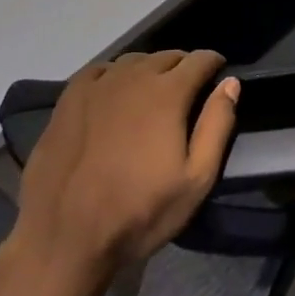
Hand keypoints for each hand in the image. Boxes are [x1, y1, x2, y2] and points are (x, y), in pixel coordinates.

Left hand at [0, 50, 239, 295]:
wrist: (64, 238)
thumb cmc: (138, 212)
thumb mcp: (195, 180)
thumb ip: (217, 125)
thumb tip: (230, 83)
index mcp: (167, 93)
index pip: (200, 59)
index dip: (214, 64)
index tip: (218, 75)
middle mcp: (133, 76)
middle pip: (167, 56)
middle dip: (183, 67)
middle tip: (188, 92)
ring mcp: (98, 85)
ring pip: (134, 61)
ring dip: (150, 70)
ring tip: (152, 94)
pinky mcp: (69, 98)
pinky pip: (100, 71)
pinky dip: (115, 75)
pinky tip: (114, 95)